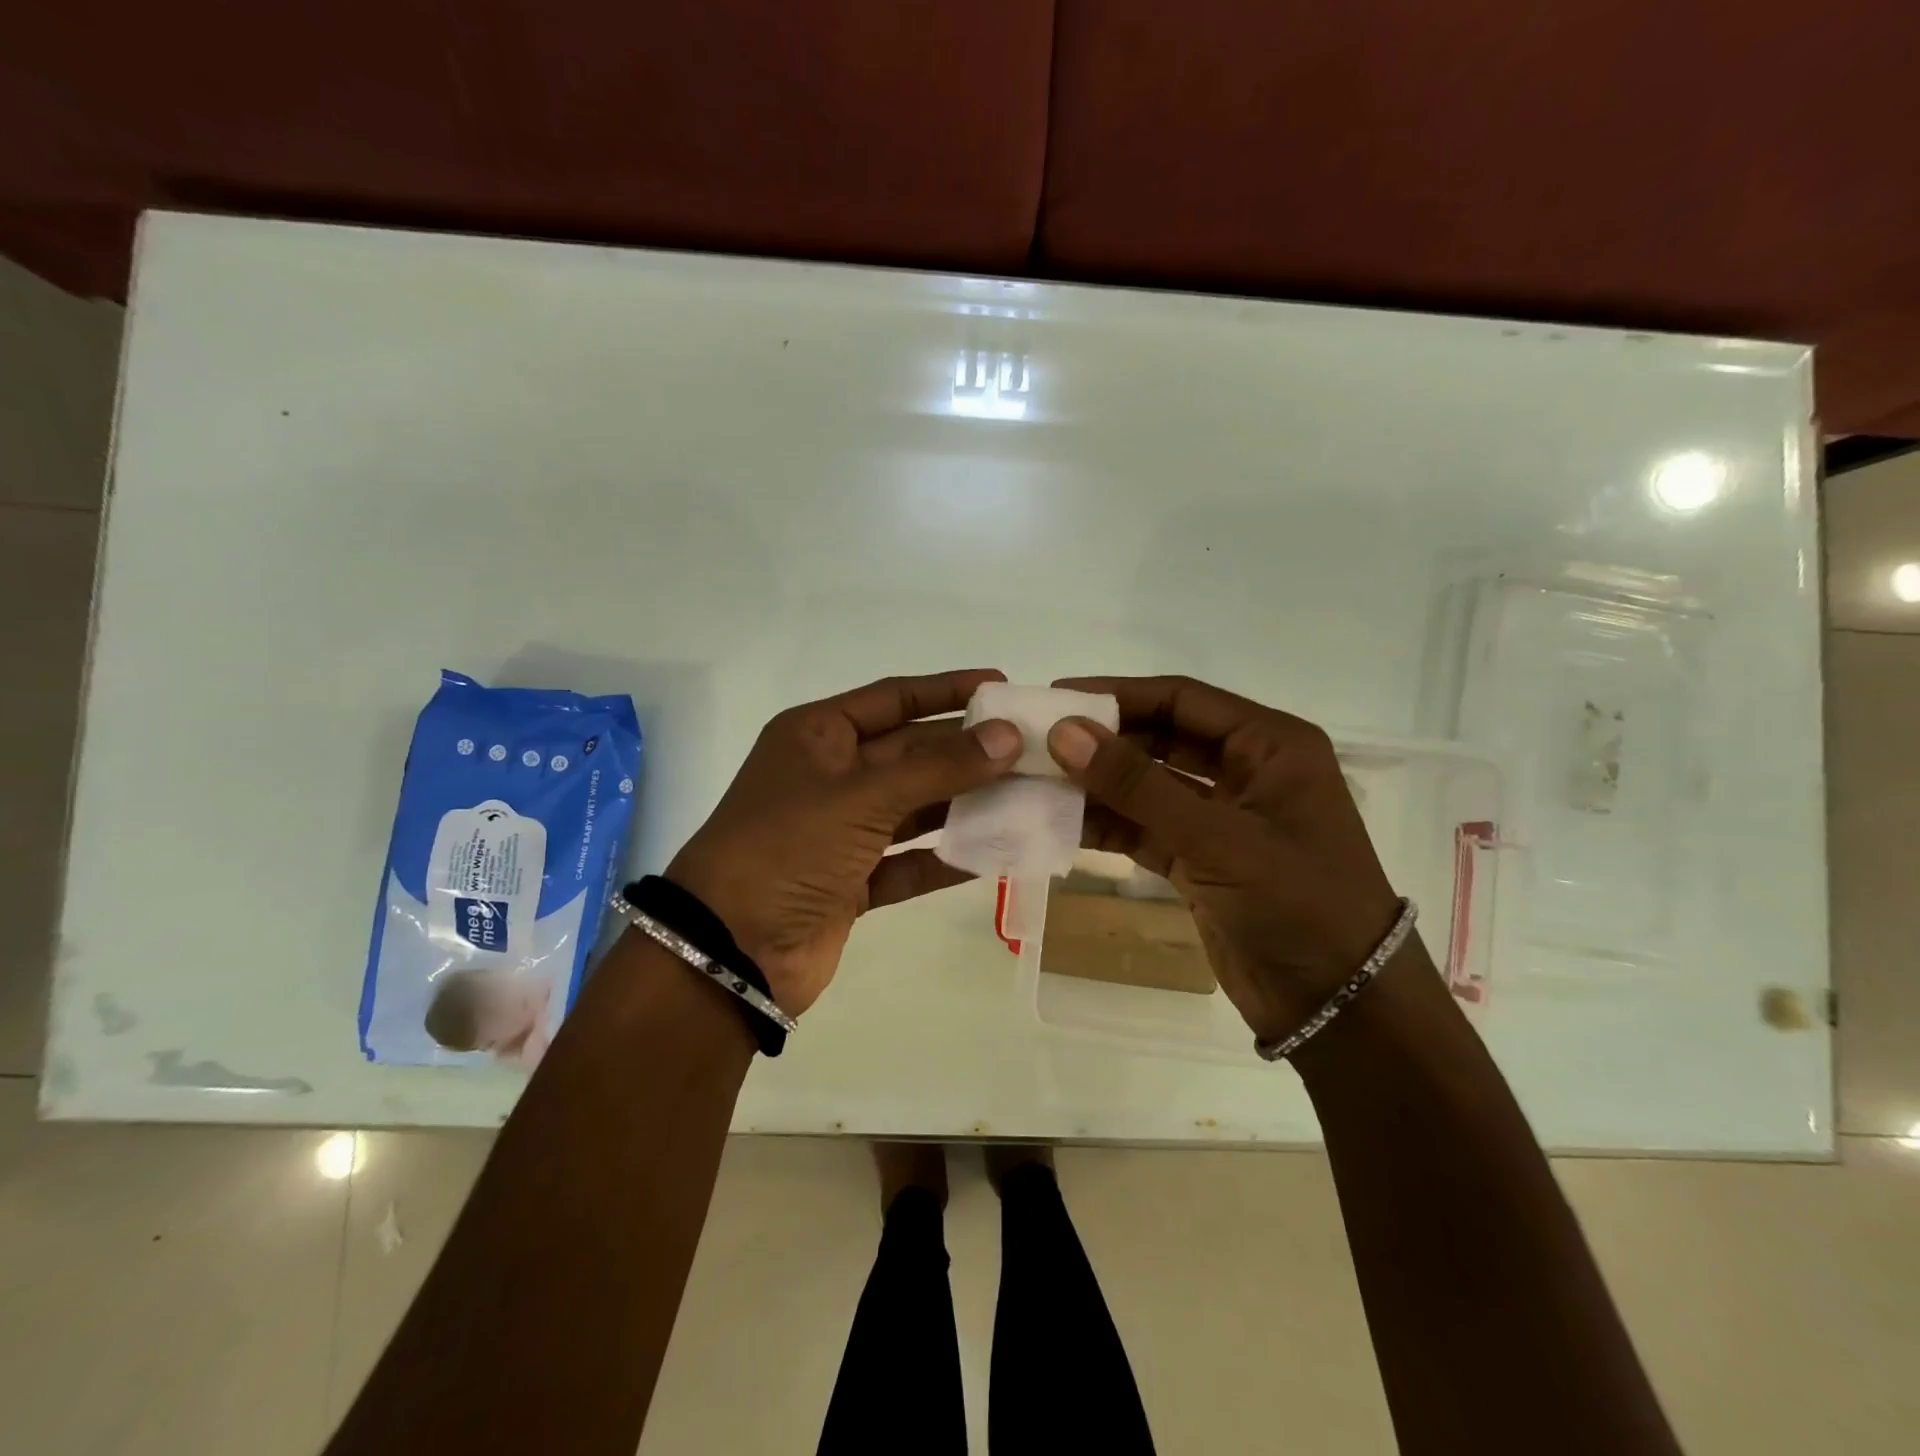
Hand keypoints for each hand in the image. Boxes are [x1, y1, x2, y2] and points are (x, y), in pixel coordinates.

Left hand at [666, 670, 1021, 1016]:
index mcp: (818, 736)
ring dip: (965, 803)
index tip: (1000, 685)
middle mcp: (831, 776)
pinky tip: (995, 853)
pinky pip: (909, 862)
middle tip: (1030, 748)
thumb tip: (1008, 737)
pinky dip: (946, 859)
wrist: (729, 952)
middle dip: (967, 751)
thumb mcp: (862, 796)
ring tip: (1027, 794)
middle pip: (911, 753)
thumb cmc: (787, 848)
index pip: (893, 698)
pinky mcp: (852, 882)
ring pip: (915, 808)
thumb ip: (938, 767)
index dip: (945, 690)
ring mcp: (841, 832)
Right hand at [1046, 675, 1403, 1043]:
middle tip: (1037, 742)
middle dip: (1102, 741)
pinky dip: (1107, 826)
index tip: (1055, 698)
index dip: (1118, 695)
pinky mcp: (1199, 860)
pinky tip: (1060, 823)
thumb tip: (1064, 733)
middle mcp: (1245, 771)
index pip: (1182, 699)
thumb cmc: (1299, 904)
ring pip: (1146, 786)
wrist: (1340, 1008)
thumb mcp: (1218, 838)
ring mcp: (1220, 818)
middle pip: (1160, 738)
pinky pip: (1144, 828)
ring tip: (1036, 782)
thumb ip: (1138, 785)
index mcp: (1270, 745)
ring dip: (1097, 786)